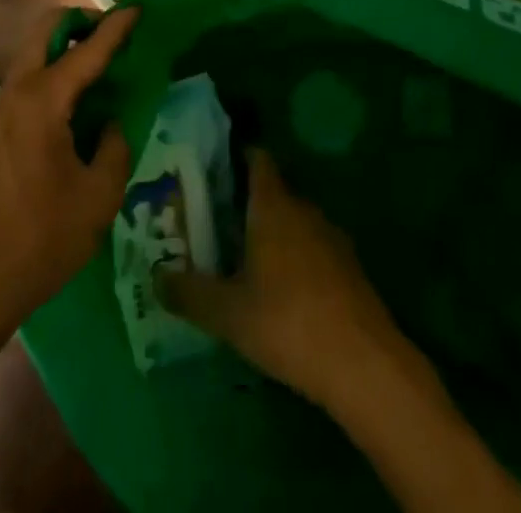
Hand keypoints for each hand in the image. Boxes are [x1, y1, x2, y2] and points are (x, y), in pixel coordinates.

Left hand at [0, 7, 135, 338]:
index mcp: (43, 102)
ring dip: (62, 47)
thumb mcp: (98, 196)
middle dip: (79, 22)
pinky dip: (51, 72)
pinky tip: (72, 105)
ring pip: (32, 55)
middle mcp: (16, 93)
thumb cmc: (42, 238)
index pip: (86, 50)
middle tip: (110, 35)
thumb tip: (109, 123)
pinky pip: (25, 81)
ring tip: (97, 69)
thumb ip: (114, 148)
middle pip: (45, 32)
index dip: (115, 27)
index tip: (137, 9)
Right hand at [158, 148, 403, 407]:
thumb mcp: (228, 314)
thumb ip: (189, 293)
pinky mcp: (349, 266)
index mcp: (273, 205)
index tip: (213, 171)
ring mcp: (331, 236)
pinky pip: (312, 247)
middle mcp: (303, 208)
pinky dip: (294, 257)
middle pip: (272, 191)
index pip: (257, 159)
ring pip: (293, 221)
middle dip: (245, 203)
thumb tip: (156, 277)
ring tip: (244, 260)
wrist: (364, 362)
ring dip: (271, 233)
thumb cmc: (288, 322)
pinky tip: (282, 292)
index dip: (236, 157)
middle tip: (216, 224)